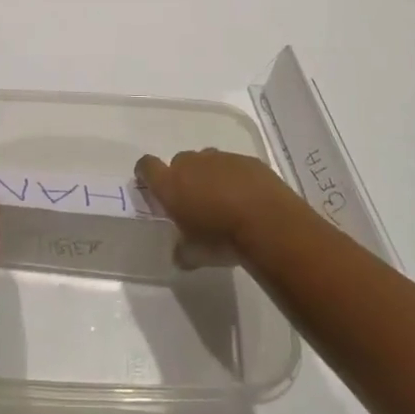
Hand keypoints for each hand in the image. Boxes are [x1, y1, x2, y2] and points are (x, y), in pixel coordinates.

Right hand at [136, 149, 306, 263]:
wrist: (268, 223)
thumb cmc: (222, 239)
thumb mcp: (195, 254)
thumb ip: (182, 250)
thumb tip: (180, 254)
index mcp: (171, 184)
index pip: (147, 166)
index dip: (145, 172)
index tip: (148, 183)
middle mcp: (192, 164)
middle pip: (179, 162)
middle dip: (183, 178)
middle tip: (194, 201)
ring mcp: (220, 159)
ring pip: (207, 162)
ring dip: (210, 176)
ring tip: (223, 200)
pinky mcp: (247, 160)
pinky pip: (233, 166)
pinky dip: (235, 178)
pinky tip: (247, 198)